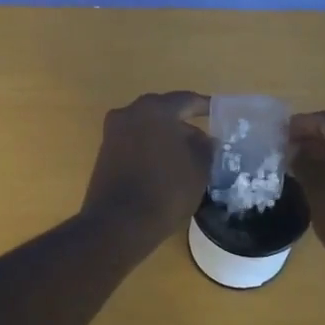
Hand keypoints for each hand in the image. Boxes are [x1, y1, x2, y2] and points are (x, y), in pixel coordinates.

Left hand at [81, 91, 211, 243]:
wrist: (118, 223)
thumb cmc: (166, 190)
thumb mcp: (199, 169)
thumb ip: (205, 147)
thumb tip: (204, 138)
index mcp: (155, 109)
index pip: (186, 100)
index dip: (205, 107)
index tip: (219, 114)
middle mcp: (129, 113)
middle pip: (163, 112)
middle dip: (184, 124)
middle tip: (204, 140)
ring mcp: (113, 133)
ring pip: (147, 128)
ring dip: (166, 138)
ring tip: (187, 158)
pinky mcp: (104, 154)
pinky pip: (134, 143)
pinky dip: (150, 150)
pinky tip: (164, 168)